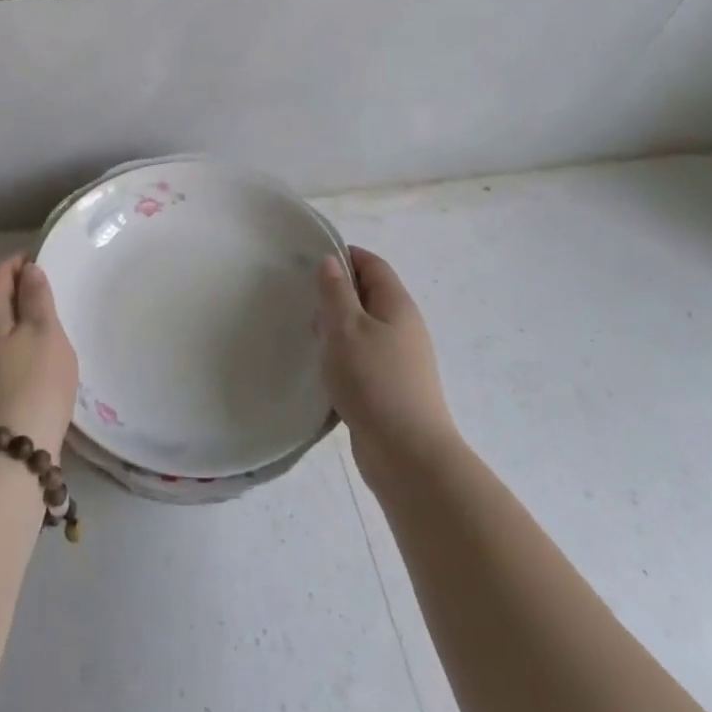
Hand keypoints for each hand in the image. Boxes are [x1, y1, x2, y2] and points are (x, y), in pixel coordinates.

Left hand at [0, 255, 78, 454]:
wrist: (13, 453)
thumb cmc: (35, 382)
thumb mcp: (44, 332)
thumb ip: (37, 296)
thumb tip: (28, 270)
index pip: (0, 273)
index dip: (23, 262)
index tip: (48, 260)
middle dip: (20, 288)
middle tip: (53, 289)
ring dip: (19, 316)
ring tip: (49, 319)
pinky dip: (16, 339)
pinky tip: (36, 351)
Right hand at [315, 246, 456, 485]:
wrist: (408, 456)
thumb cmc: (374, 381)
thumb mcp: (346, 328)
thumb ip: (335, 292)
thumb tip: (331, 261)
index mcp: (396, 305)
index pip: (372, 265)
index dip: (344, 256)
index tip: (310, 261)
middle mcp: (403, 327)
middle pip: (368, 295)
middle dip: (335, 293)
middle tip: (303, 300)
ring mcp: (400, 359)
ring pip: (363, 328)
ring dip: (336, 327)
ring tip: (308, 335)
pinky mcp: (390, 386)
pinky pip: (363, 356)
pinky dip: (342, 354)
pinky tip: (322, 368)